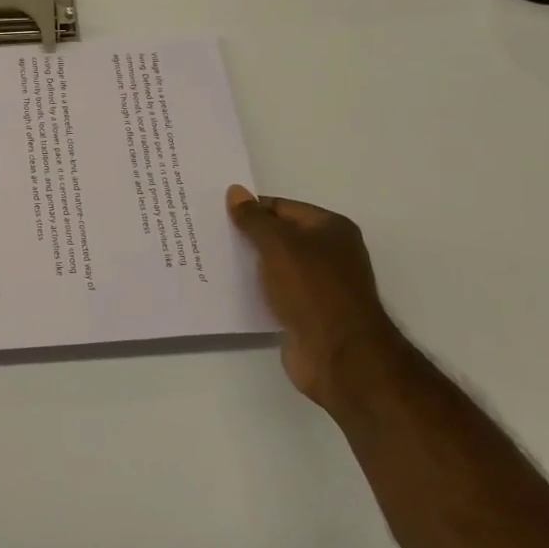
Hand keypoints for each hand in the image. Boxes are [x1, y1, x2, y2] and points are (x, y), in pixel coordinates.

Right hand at [227, 185, 406, 409]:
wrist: (340, 355)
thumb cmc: (312, 288)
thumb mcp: (278, 244)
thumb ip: (254, 218)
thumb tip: (236, 192)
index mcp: (331, 228)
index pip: (281, 207)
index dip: (250, 208)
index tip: (215, 213)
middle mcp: (329, 253)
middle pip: (279, 235)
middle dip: (247, 235)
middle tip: (208, 233)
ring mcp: (320, 285)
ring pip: (275, 265)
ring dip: (249, 264)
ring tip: (211, 259)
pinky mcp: (307, 312)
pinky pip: (276, 292)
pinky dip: (256, 289)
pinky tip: (229, 289)